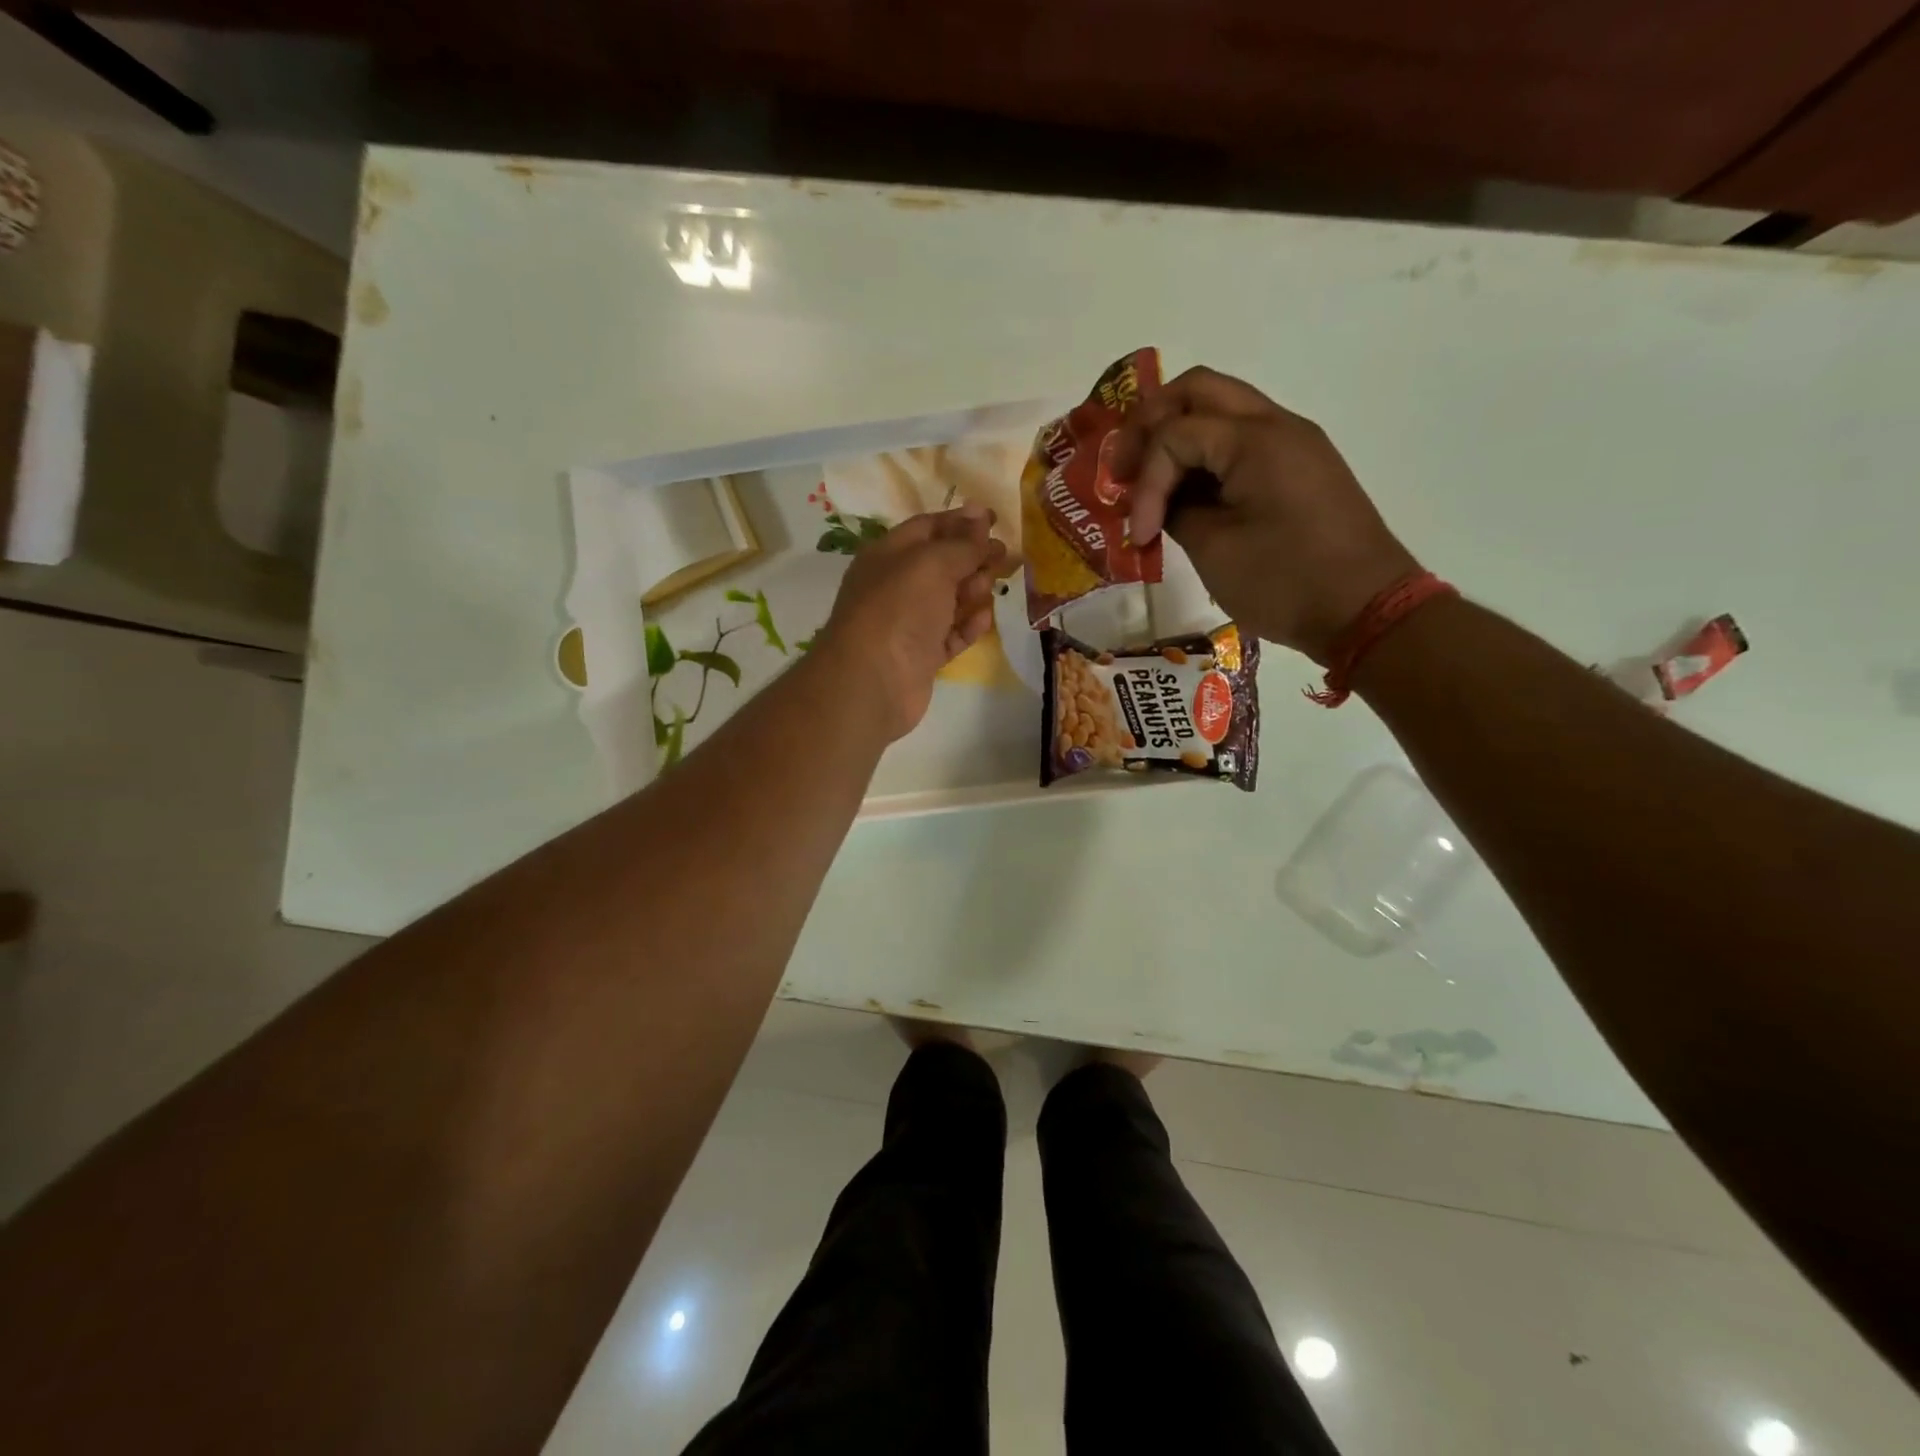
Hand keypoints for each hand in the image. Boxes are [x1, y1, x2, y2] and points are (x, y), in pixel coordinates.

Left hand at [815, 505, 1007, 739]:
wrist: (873, 680)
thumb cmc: (899, 609)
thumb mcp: (932, 564)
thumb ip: (962, 543)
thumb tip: (980, 518)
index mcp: (888, 555)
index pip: (927, 527)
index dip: (961, 521)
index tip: (995, 520)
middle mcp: (896, 586)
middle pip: (941, 564)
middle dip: (973, 557)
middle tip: (1004, 556)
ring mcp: (908, 624)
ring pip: (948, 600)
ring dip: (973, 590)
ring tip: (990, 587)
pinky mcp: (921, 657)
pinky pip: (950, 635)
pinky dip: (968, 626)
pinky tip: (985, 619)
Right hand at [1110, 366, 1418, 662]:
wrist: (1364, 611)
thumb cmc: (1285, 581)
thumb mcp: (1215, 550)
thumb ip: (1176, 511)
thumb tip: (1161, 502)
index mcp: (1255, 440)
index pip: (1174, 433)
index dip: (1143, 482)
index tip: (1137, 534)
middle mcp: (1276, 425)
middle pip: (1197, 391)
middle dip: (1150, 425)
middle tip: (1123, 469)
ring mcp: (1291, 444)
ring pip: (1220, 412)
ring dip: (1177, 439)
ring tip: (1147, 485)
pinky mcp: (1297, 469)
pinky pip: (1240, 443)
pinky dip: (1204, 458)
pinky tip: (1184, 495)